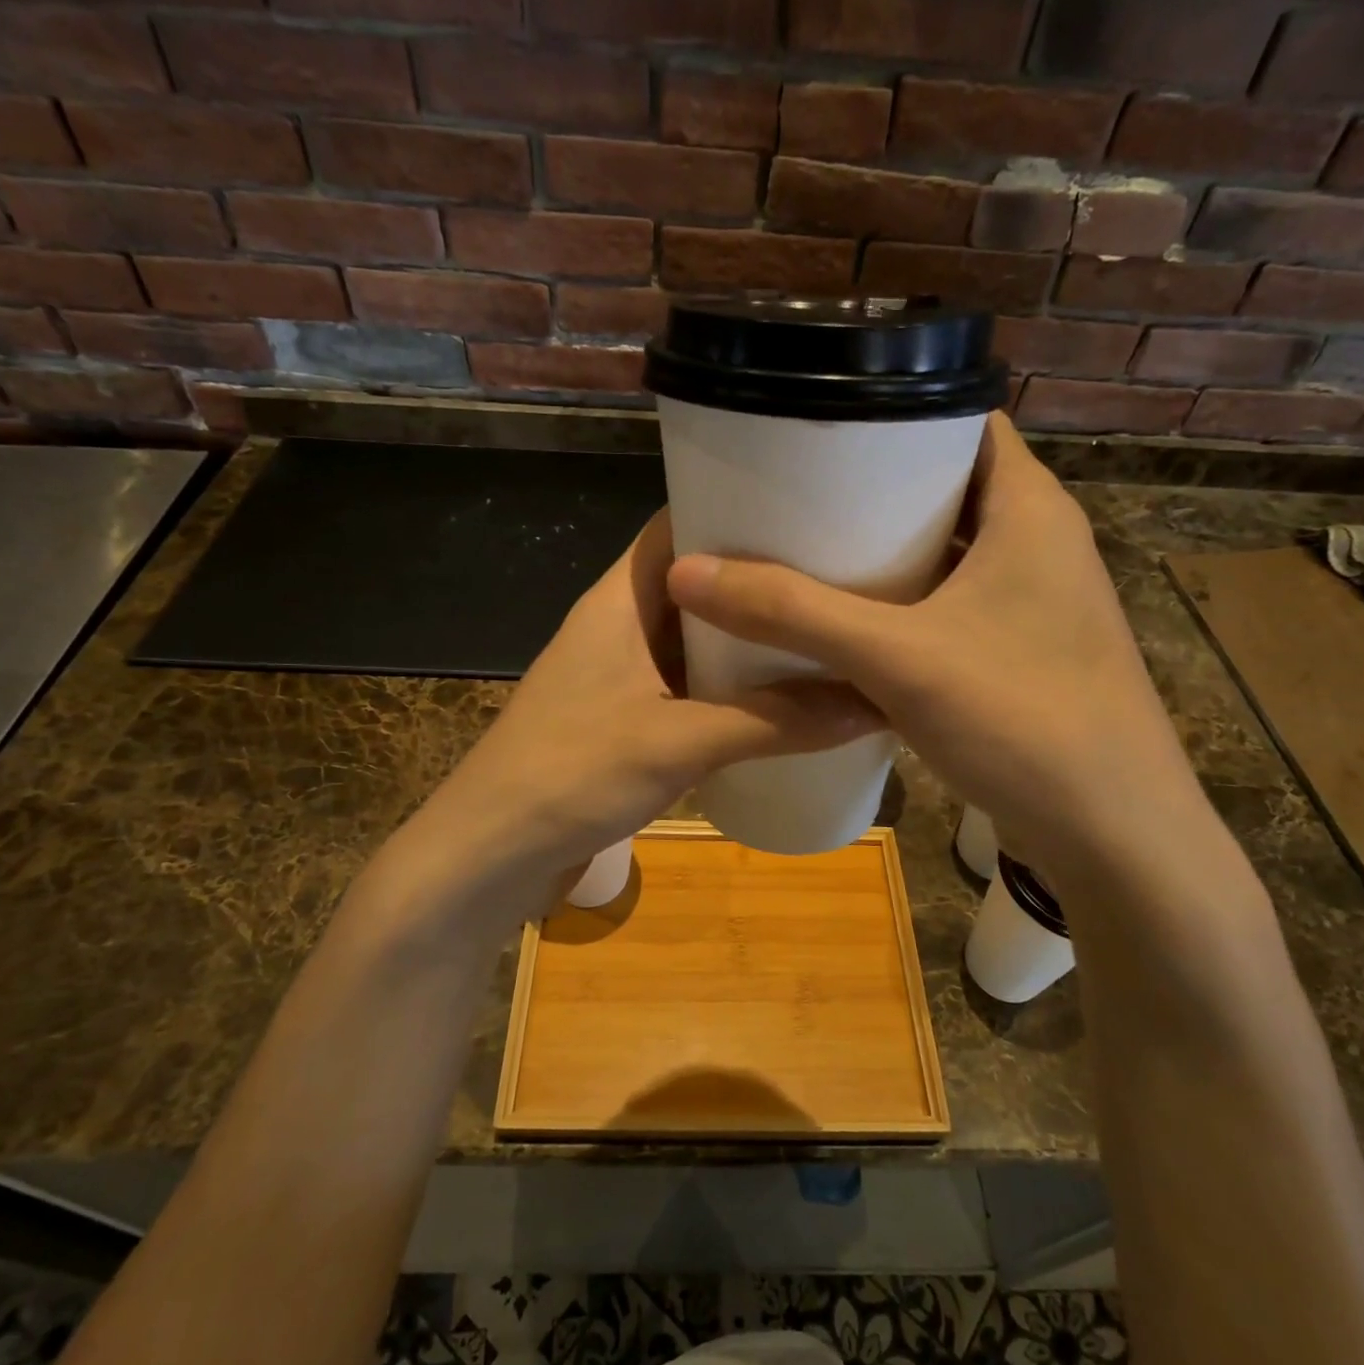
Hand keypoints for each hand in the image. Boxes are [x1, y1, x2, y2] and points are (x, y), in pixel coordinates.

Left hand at [400, 510, 877, 928]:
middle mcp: (621, 625)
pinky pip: (691, 686)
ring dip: (748, 640)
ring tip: (823, 633)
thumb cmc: (571, 774)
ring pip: (697, 639)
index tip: (809, 514)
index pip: (679, 525)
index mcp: (620, 599)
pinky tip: (782, 701)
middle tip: (836, 580)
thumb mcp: (680, 741)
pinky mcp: (628, 720)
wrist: (491, 854)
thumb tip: (872, 702)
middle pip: (697, 583)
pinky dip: (732, 687)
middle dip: (758, 580)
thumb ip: (775, 721)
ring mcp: (623, 675)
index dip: (736, 510)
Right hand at [665, 412, 1193, 871]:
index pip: (962, 421)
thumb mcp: (895, 657)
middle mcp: (1039, 543)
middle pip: (947, 488)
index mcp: (1030, 508)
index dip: (894, 415)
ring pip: (948, 553)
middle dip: (873, 489)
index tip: (819, 432)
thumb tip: (688, 572)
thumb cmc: (1021, 718)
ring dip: (886, 553)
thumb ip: (793, 612)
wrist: (1114, 834)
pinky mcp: (1022, 653)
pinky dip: (904, 606)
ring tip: (806, 552)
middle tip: (793, 495)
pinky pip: (951, 607)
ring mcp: (1034, 603)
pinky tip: (849, 626)